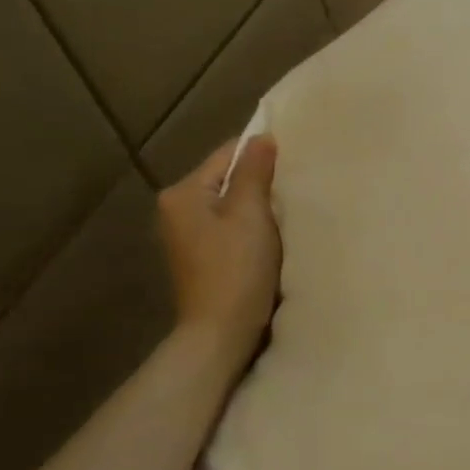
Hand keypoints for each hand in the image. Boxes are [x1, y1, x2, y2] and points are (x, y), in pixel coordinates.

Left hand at [156, 136, 281, 359]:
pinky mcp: (200, 258)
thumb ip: (255, 171)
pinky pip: (229, 228)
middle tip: (294, 192)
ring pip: (230, 205)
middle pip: (228, 180)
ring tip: (285, 216)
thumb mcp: (250, 213)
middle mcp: (175, 210)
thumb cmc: (236, 268)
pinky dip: (250, 229)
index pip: (227, 155)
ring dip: (257, 209)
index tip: (294, 166)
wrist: (221, 332)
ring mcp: (185, 236)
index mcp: (183, 193)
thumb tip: (262, 137)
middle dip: (259, 184)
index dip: (262, 157)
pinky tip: (269, 241)